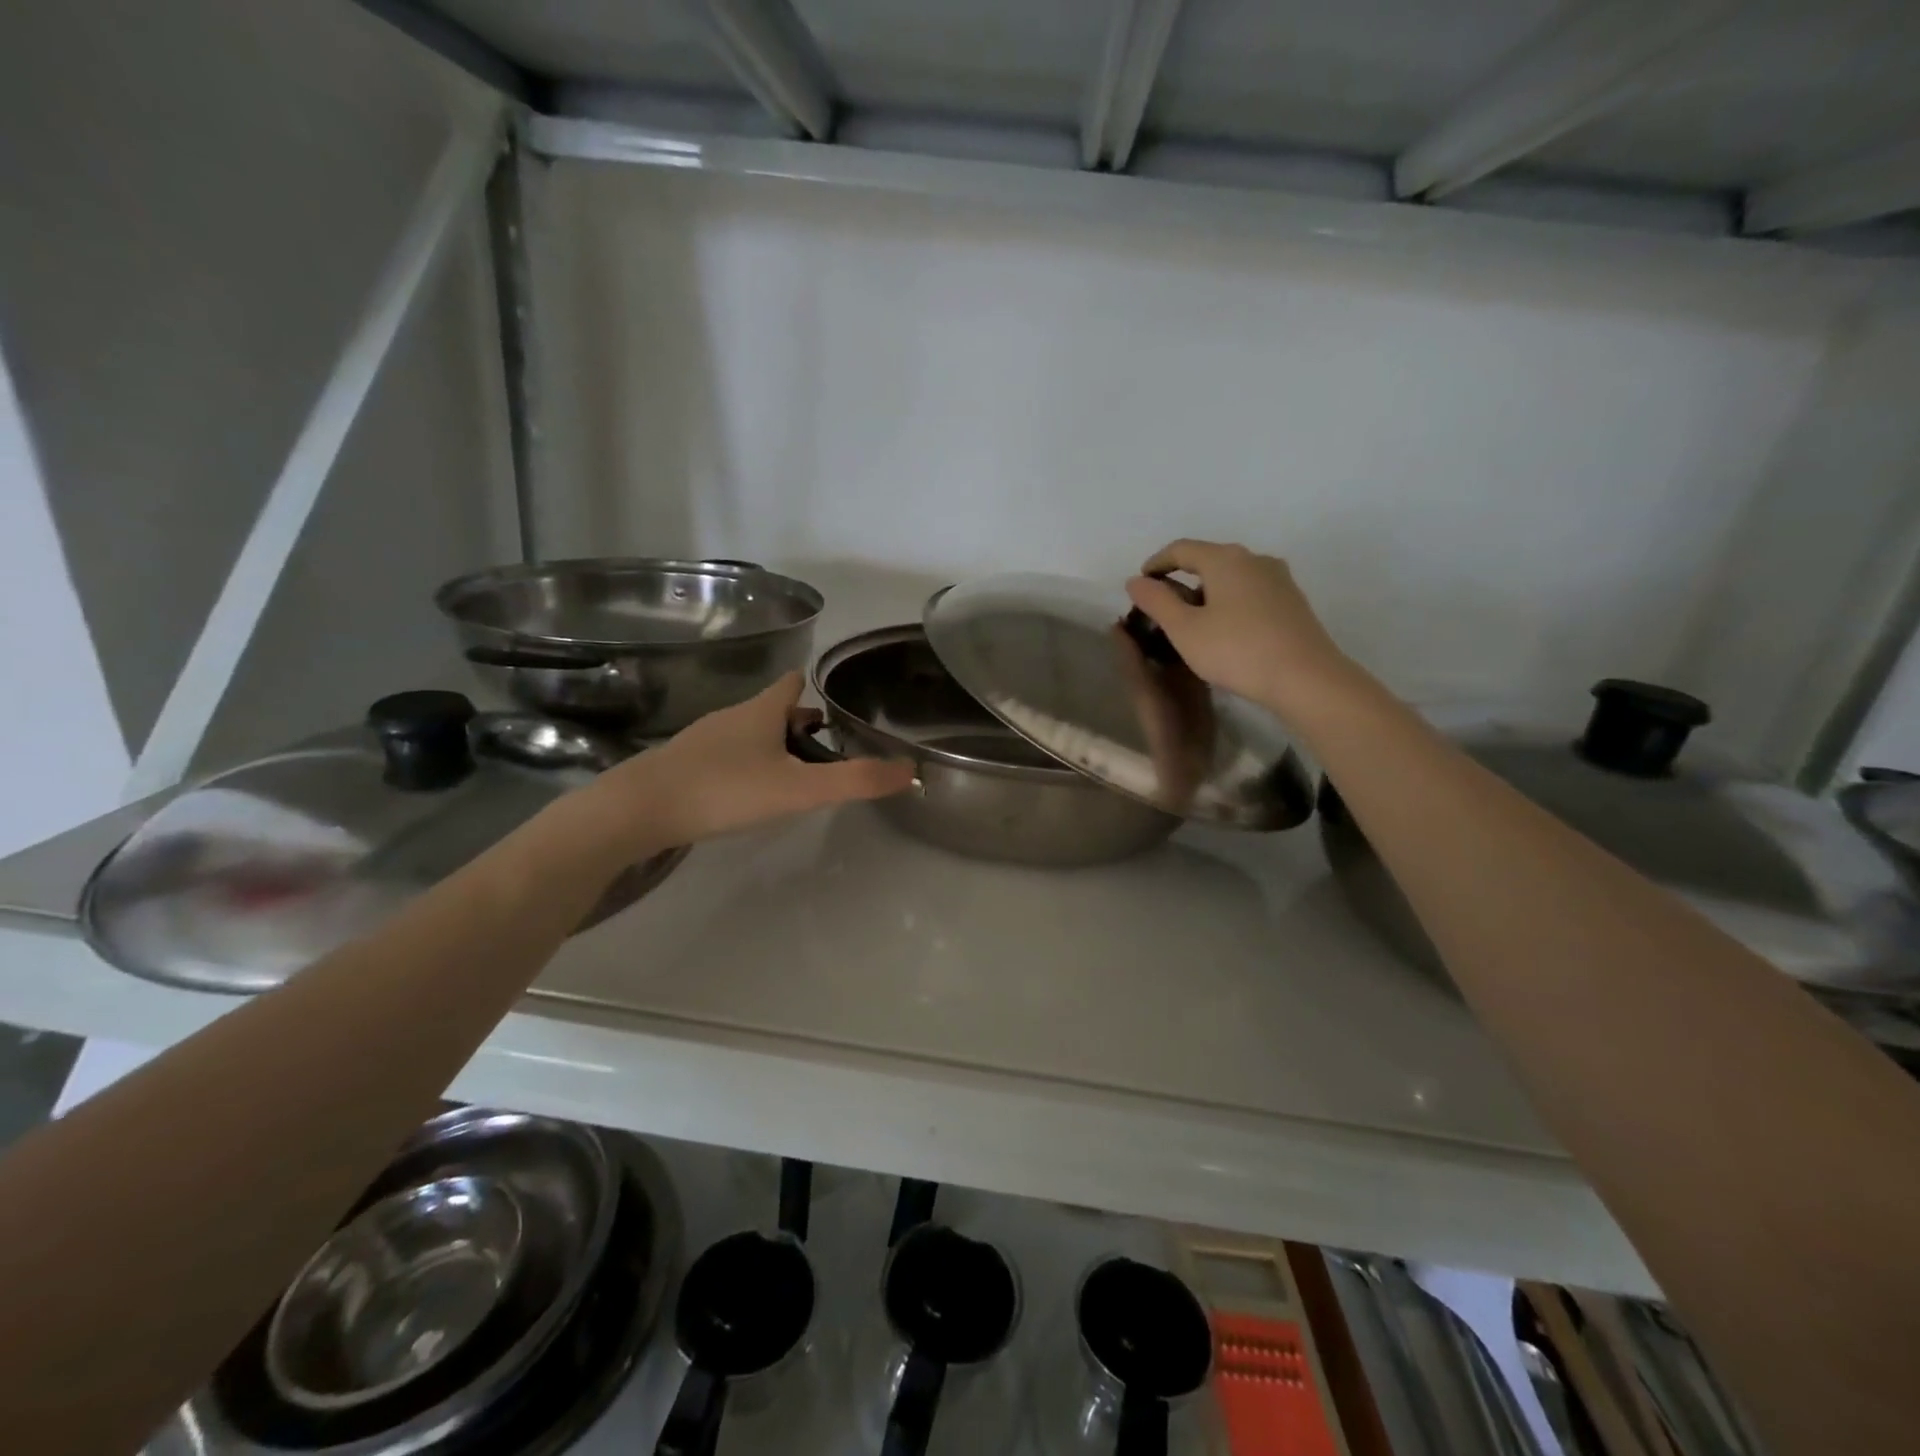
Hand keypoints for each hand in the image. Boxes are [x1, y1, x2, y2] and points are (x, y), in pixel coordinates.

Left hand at [574, 673, 914, 854]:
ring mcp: (703, 740)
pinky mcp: (682, 765)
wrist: (639, 809)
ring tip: (791, 774)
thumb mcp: (799, 789)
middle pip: (772, 710)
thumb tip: (910, 771)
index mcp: (762, 712)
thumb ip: (855, 781)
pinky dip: (744, 765)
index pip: (791, 684)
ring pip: (747, 734)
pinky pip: (724, 756)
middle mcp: (732, 717)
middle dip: (798, 724)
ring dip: (772, 746)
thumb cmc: (725, 789)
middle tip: (825, 749)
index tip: (834, 704)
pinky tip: (746, 793)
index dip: (812, 689)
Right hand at [1125, 540, 1354, 718]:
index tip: (1141, 584)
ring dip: (1206, 592)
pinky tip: (1224, 630)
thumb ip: (1156, 602)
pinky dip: (1229, 603)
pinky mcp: (1292, 600)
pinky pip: (1250, 592)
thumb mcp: (1184, 630)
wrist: (1306, 678)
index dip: (1156, 563)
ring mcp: (1278, 578)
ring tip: (1192, 622)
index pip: (1180, 549)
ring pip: (1231, 577)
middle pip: (1208, 559)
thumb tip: (1135, 581)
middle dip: (1181, 578)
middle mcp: (1254, 558)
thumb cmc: (1236, 650)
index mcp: (1224, 559)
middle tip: (1163, 607)